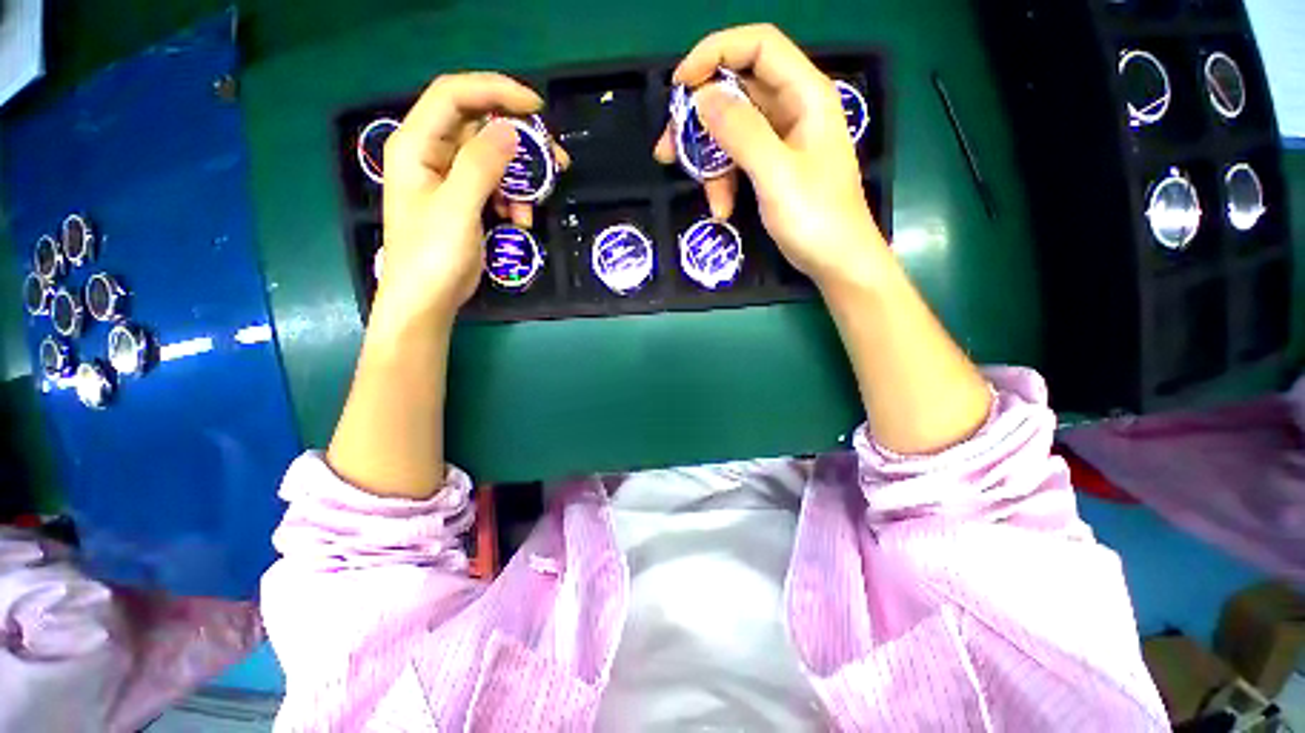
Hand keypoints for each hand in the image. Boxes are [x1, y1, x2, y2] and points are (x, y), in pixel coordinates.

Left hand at [378, 73, 539, 322]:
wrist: (427, 300)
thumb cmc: (432, 256)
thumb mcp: (457, 208)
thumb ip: (481, 165)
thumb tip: (511, 129)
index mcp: (417, 144)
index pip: (455, 95)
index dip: (495, 91)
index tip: (536, 109)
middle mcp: (432, 154)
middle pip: (479, 126)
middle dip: (519, 141)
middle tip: (556, 158)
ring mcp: (450, 179)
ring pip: (493, 159)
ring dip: (520, 179)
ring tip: (536, 203)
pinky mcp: (466, 201)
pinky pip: (496, 186)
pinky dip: (513, 200)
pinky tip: (520, 221)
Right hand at [654, 24, 887, 286]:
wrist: (836, 261)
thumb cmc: (816, 218)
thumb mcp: (776, 174)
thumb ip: (741, 133)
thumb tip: (702, 98)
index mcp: (805, 94)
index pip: (758, 46)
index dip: (715, 54)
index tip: (679, 87)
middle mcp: (793, 108)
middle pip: (736, 92)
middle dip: (700, 120)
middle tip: (667, 148)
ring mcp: (781, 140)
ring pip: (732, 132)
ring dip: (711, 164)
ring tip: (709, 200)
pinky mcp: (772, 167)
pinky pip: (738, 161)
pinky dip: (725, 183)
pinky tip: (723, 210)